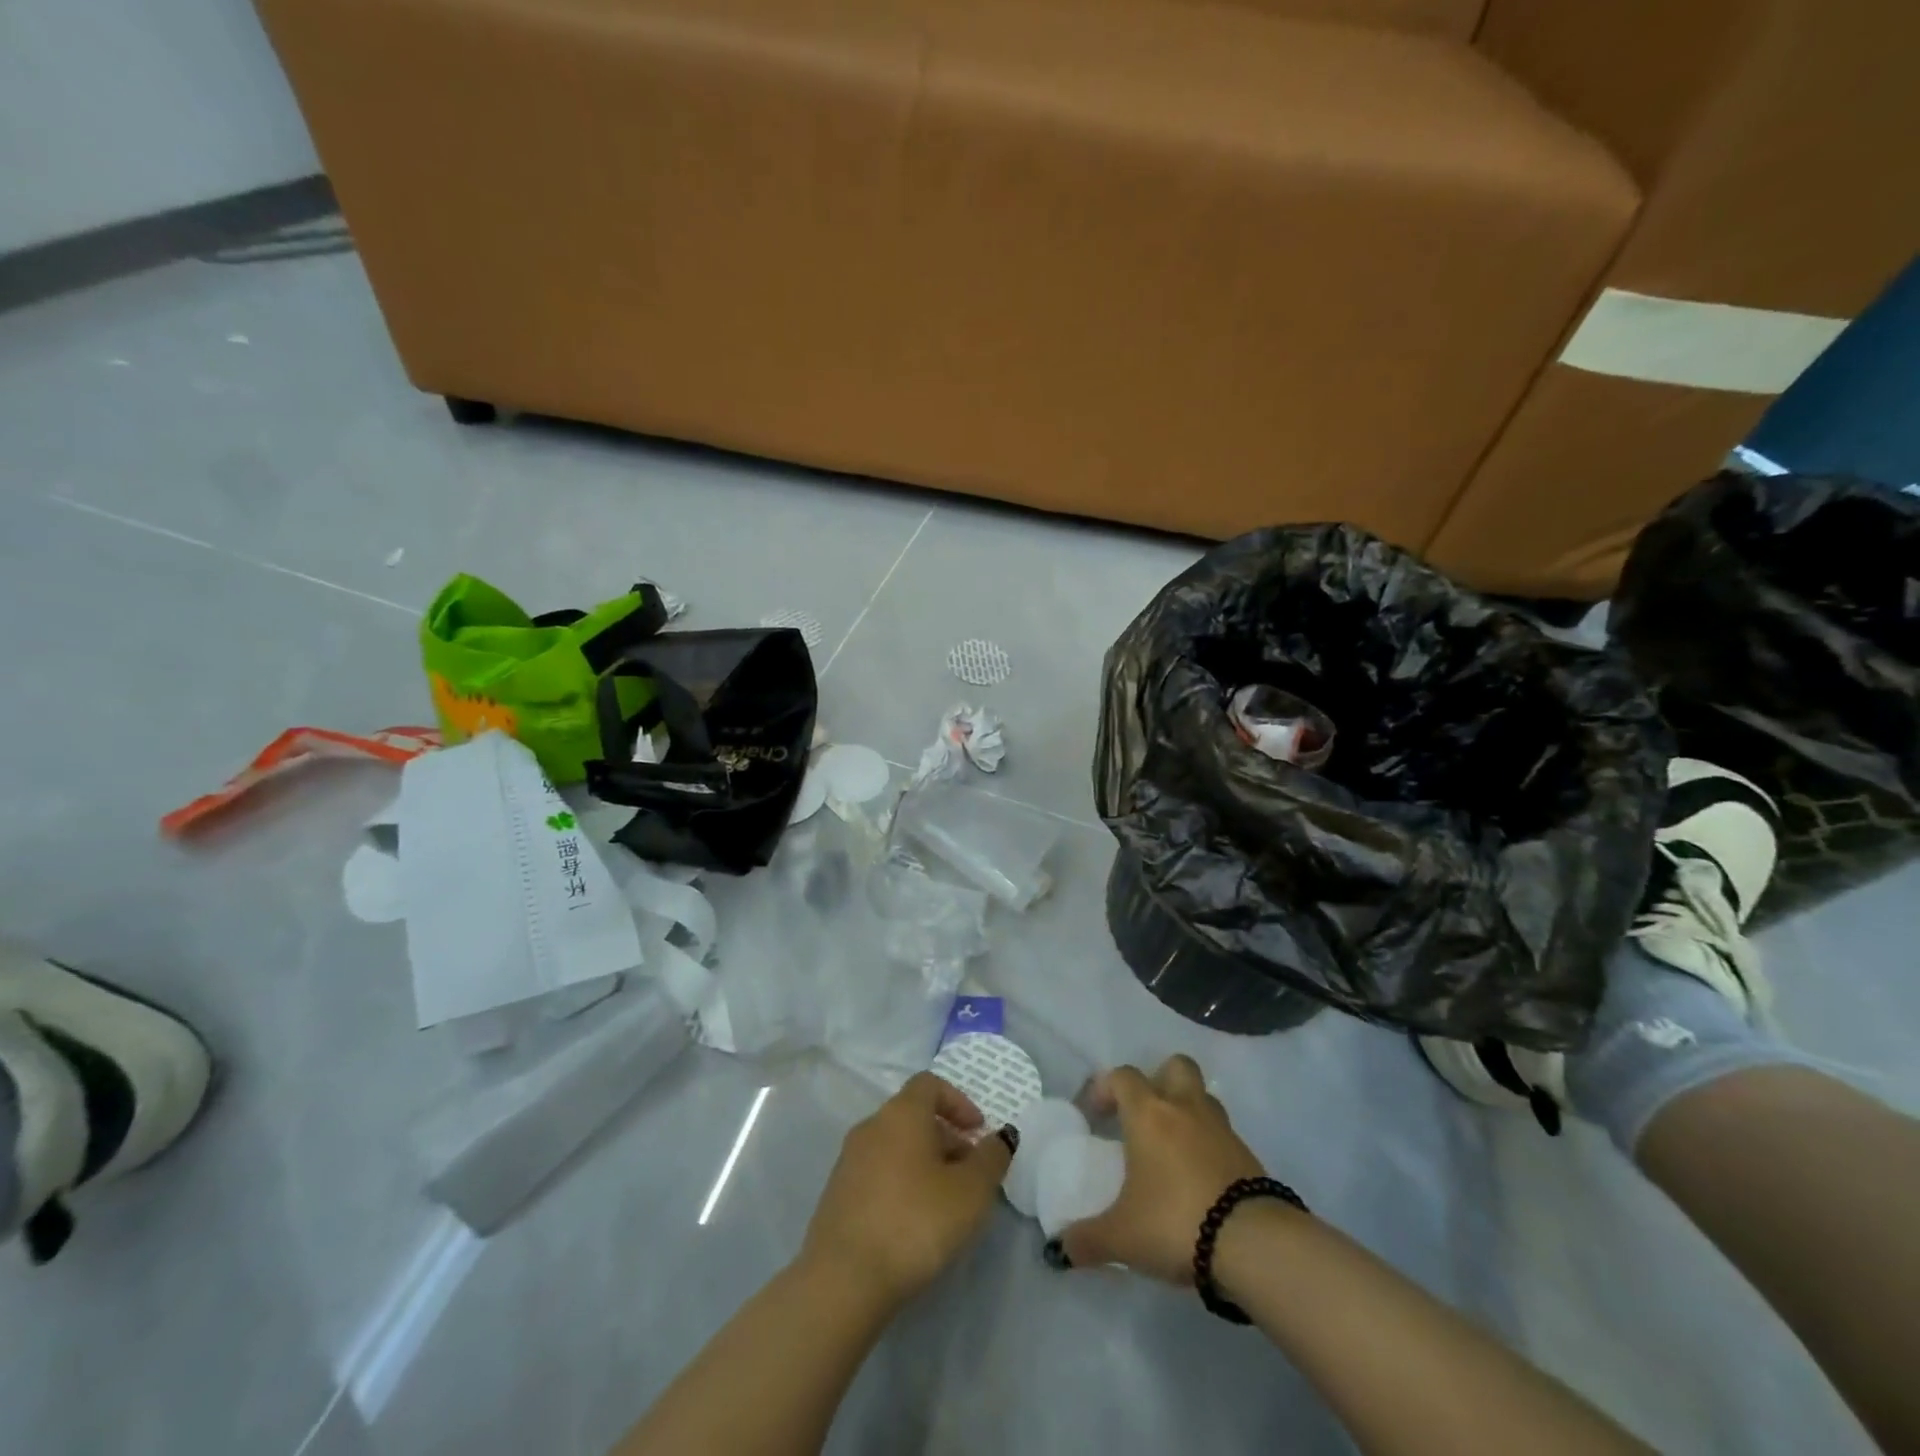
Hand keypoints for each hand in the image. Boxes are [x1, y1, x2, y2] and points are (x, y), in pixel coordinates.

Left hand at [801, 1072, 1013, 1307]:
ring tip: (946, 1203)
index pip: (930, 1084)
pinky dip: (901, 1183)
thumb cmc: (915, 1222)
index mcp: (901, 1113)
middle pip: (913, 1116)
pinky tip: (914, 1223)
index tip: (978, 1132)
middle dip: (946, 1138)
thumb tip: (1000, 1137)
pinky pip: (878, 1173)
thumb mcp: (971, 1191)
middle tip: (970, 1174)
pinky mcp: (837, 1194)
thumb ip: (991, 1158)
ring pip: (895, 1146)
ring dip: (924, 1163)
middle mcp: (871, 1126)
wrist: (844, 1278)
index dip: (958, 1102)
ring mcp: (849, 1160)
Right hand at [1057, 1056, 1265, 1281]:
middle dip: (1159, 1080)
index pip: (1123, 1076)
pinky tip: (1199, 1178)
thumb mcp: (1122, 1237)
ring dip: (1187, 1111)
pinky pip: (1222, 1135)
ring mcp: (1221, 1129)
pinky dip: (1209, 1146)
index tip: (1095, 1115)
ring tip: (1173, 1147)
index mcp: (1148, 1114)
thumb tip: (1060, 1249)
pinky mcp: (1248, 1156)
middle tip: (1144, 1113)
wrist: (1253, 1243)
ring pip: (1203, 1097)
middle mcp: (1185, 1108)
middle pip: (1175, 1066)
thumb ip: (1087, 1239)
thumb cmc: (1175, 1221)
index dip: (1105, 1088)